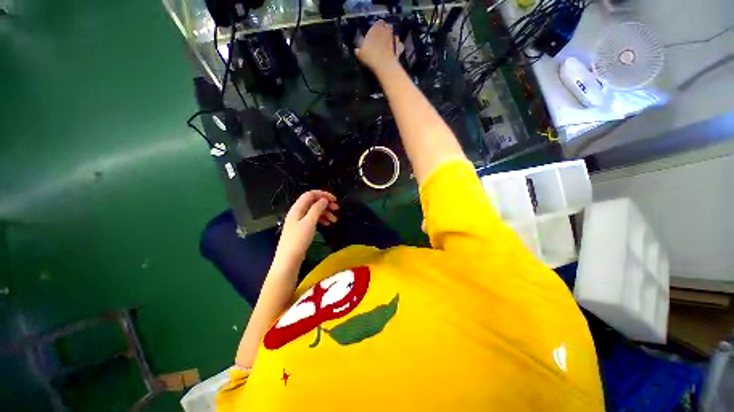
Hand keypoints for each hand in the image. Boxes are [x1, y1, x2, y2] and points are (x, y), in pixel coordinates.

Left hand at [273, 190, 338, 270]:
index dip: (323, 194)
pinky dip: (321, 219)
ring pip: (314, 211)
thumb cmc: (299, 239)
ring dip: (325, 212)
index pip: (310, 194)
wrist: (289, 259)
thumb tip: (324, 199)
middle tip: (337, 209)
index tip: (334, 200)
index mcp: (297, 208)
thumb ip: (317, 209)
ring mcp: (299, 220)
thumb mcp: (309, 222)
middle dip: (326, 204)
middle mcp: (298, 212)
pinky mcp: (302, 228)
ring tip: (334, 220)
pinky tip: (328, 224)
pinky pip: (313, 219)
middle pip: (313, 202)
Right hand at [356, 20, 403, 71]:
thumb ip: (359, 49)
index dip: (377, 28)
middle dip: (385, 32)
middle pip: (387, 28)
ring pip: (393, 35)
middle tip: (381, 40)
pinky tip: (395, 52)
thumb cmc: (370, 57)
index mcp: (376, 27)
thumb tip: (357, 50)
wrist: (383, 65)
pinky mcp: (399, 46)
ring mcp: (394, 38)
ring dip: (392, 39)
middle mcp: (386, 29)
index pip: (378, 23)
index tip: (375, 33)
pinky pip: (399, 45)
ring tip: (388, 46)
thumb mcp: (360, 53)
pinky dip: (398, 47)